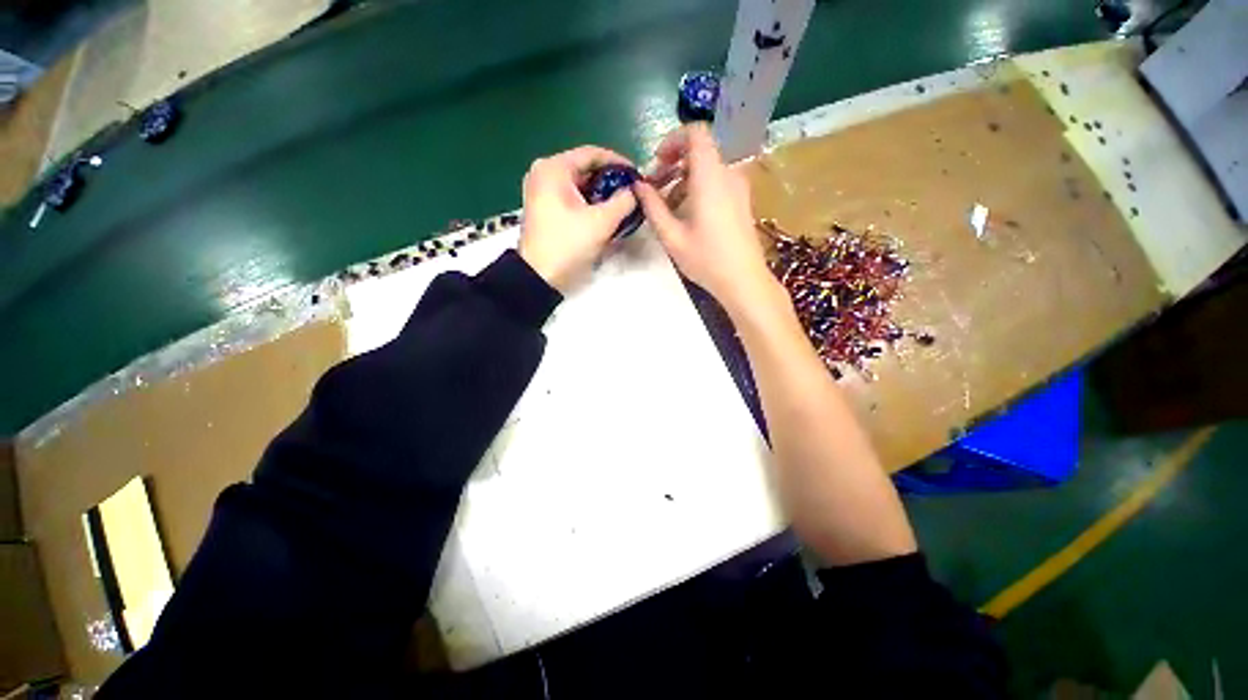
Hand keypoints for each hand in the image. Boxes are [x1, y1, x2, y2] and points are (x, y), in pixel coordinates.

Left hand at [518, 146, 637, 291]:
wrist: (538, 277)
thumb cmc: (568, 244)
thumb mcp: (601, 222)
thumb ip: (624, 201)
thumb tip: (635, 191)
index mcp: (554, 168)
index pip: (592, 153)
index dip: (619, 162)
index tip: (637, 176)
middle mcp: (544, 172)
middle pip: (585, 169)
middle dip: (610, 181)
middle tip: (631, 193)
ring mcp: (541, 190)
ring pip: (579, 184)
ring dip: (601, 194)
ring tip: (622, 205)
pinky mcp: (543, 207)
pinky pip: (571, 197)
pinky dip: (588, 203)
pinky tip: (604, 214)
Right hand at [632, 124, 783, 318]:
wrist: (744, 280)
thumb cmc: (706, 259)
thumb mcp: (672, 236)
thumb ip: (653, 207)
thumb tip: (638, 186)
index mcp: (710, 176)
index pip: (696, 133)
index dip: (673, 140)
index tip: (657, 163)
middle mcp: (728, 174)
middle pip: (699, 152)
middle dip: (673, 165)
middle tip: (654, 189)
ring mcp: (738, 187)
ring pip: (707, 169)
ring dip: (683, 181)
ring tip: (666, 208)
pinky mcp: (742, 201)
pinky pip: (717, 183)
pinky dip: (697, 189)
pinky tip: (686, 215)